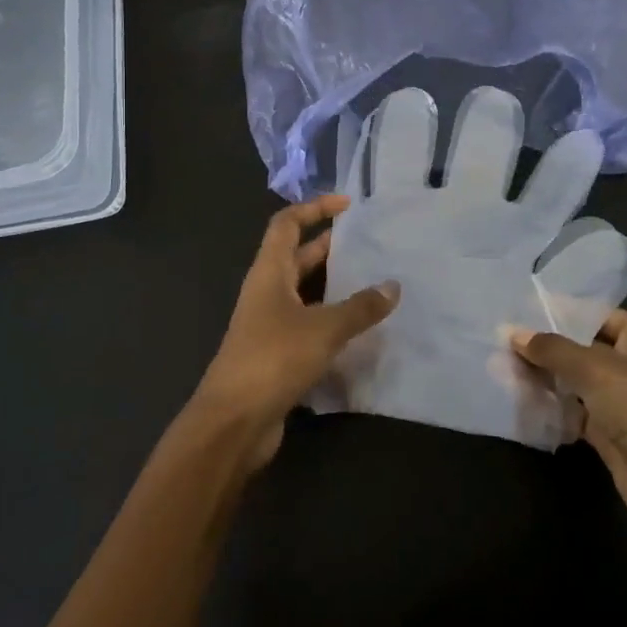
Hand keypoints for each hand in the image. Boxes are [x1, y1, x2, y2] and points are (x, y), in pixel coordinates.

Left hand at [193, 196, 399, 469]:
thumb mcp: (323, 328)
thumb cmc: (273, 359)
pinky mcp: (277, 354)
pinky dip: (331, 318)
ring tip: (372, 278)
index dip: (313, 208)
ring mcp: (269, 324)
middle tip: (367, 240)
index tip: (347, 204)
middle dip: (328, 244)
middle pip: (296, 256)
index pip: (286, 225)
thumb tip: (393, 287)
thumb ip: (360, 308)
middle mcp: (267, 292)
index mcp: (269, 273)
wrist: (233, 422)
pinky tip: (360, 326)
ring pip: (304, 292)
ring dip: (333, 284)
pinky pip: (308, 324)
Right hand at [512, 310, 626, 529]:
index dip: (560, 312)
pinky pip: (576, 410)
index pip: (597, 315)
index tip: (519, 310)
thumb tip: (513, 333)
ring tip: (502, 367)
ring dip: (545, 377)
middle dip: (546, 347)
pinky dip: (553, 405)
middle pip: (584, 348)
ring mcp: (626, 400)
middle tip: (502, 341)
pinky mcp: (612, 432)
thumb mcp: (595, 369)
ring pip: (577, 380)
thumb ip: (552, 349)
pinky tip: (520, 398)